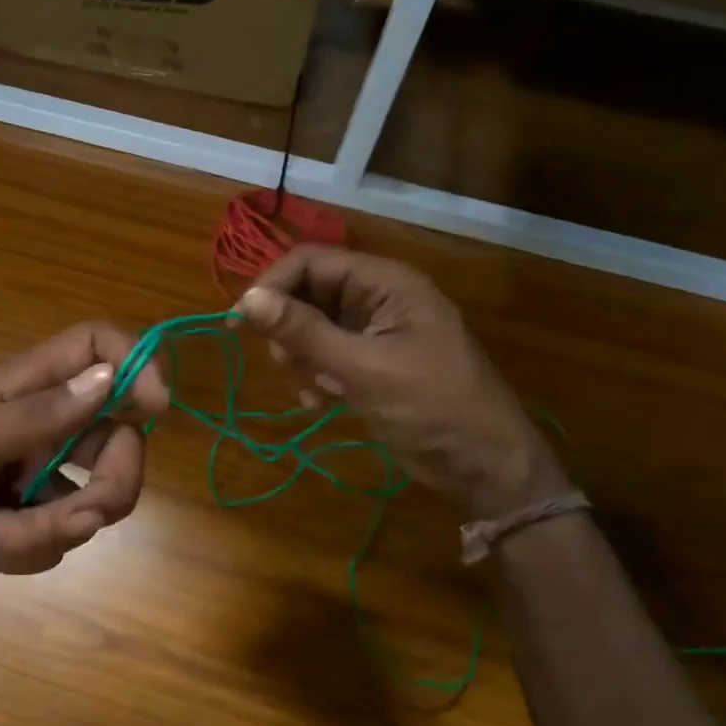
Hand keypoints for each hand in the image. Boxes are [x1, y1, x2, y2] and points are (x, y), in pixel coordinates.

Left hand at [0, 323, 169, 608]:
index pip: (90, 348)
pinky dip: (28, 548)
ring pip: (91, 494)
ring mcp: (28, 477)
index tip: (158, 410)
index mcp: (15, 390)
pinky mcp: (19, 522)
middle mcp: (33, 427)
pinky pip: (58, 535)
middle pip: (113, 434)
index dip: (133, 364)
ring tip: (4, 535)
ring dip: (60, 524)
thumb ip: (34, 416)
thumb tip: (108, 375)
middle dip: (113, 478)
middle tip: (87, 510)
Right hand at [238, 246, 566, 518]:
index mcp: (385, 283)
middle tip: (287, 362)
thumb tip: (247, 300)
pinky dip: (317, 374)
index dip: (272, 285)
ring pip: (314, 326)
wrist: (485, 465)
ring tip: (316, 386)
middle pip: (310, 291)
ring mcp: (377, 332)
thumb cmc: (430, 407)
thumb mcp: (362, 368)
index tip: (239, 321)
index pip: (311, 261)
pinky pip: (328, 355)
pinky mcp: (373, 364)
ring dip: (303, 355)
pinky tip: (321, 401)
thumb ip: (304, 331)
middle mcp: (379, 298)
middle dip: (290, 326)